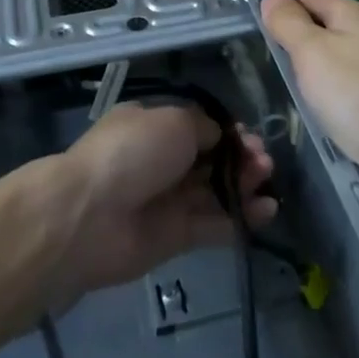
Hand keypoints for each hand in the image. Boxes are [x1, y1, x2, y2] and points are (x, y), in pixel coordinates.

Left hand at [53, 102, 275, 300]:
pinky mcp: (175, 237)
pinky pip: (214, 224)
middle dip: (241, 157)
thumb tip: (221, 137)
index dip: (228, 132)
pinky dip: (240, 218)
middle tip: (264, 161)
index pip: (199, 127)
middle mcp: (161, 160)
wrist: (90, 216)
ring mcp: (168, 200)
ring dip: (245, 185)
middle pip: (211, 158)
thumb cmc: (132, 152)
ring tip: (268, 183)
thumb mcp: (174, 120)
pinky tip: (266, 211)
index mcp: (154, 125)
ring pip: (215, 190)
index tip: (250, 136)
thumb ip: (205, 127)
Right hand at [261, 0, 358, 185]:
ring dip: (322, 72)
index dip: (285, 15)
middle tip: (280, 75)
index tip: (265, 44)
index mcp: (353, 13)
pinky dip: (342, 94)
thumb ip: (289, 24)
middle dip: (302, 46)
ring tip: (304, 99)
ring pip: (343, 56)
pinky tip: (337, 116)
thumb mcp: (312, 55)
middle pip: (327, 27)